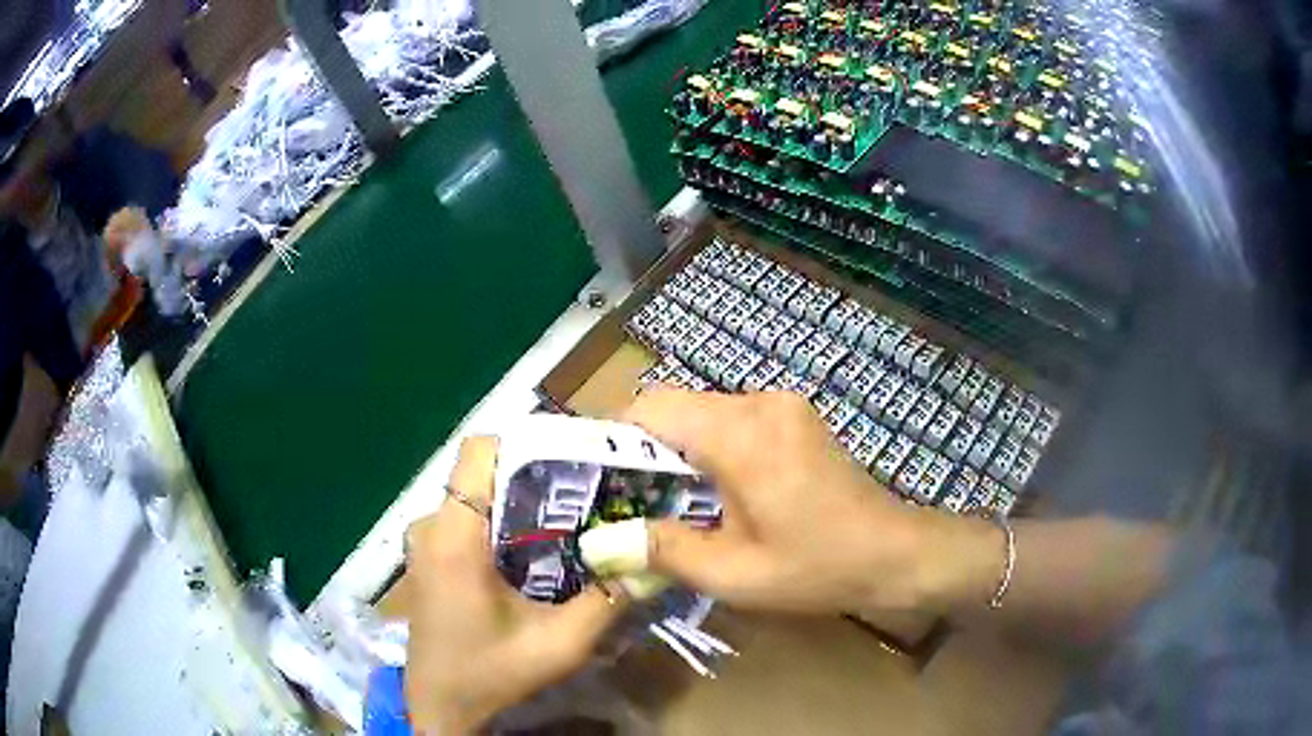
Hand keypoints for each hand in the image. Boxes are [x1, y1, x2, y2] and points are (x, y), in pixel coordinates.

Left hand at [403, 437, 627, 733]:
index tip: (576, 462)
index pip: (480, 450)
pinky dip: (502, 520)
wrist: (441, 705)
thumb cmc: (492, 674)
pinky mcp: (429, 554)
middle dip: (536, 473)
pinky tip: (535, 550)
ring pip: (477, 492)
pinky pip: (467, 515)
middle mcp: (431, 525)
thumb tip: (651, 557)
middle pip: (483, 469)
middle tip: (588, 493)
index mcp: (454, 537)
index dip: (528, 442)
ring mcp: (425, 539)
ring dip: (520, 498)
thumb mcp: (560, 644)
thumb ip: (607, 599)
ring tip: (570, 520)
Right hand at [624, 388, 1001, 616]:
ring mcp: (782, 404)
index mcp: (740, 435)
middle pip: (676, 406)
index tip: (598, 478)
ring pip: (704, 411)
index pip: (652, 407)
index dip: (615, 436)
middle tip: (630, 500)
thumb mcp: (734, 574)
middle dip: (646, 448)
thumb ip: (664, 552)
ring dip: (680, 448)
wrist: (895, 552)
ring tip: (673, 502)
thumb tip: (600, 543)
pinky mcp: (795, 415)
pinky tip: (719, 490)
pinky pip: (734, 418)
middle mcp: (759, 403)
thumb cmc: (817, 568)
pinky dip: (711, 445)